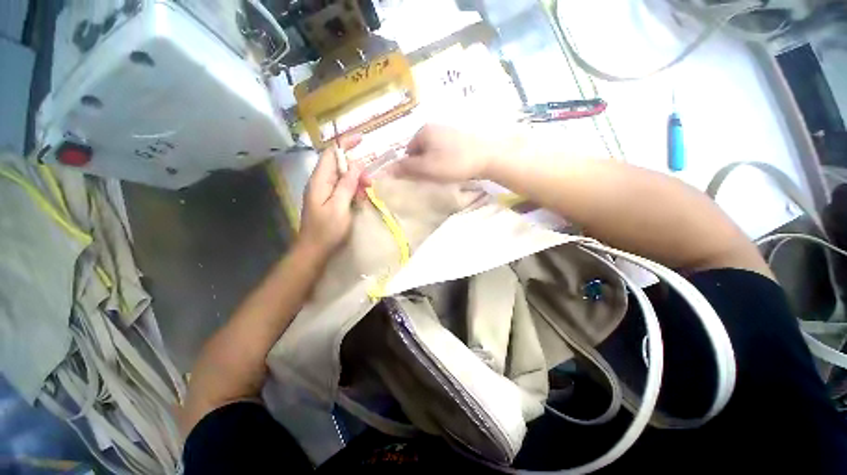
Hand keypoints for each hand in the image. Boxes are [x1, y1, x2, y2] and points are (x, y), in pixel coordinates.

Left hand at [297, 135, 364, 257]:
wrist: (314, 250)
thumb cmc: (327, 230)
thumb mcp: (339, 207)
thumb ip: (347, 184)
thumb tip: (357, 164)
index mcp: (320, 181)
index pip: (331, 153)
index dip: (345, 144)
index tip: (362, 139)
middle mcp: (321, 182)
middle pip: (339, 165)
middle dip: (357, 170)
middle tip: (370, 183)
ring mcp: (325, 192)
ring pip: (344, 177)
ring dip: (357, 182)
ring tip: (366, 194)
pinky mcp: (330, 200)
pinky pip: (343, 188)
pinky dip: (354, 191)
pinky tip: (360, 200)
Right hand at [394, 124, 514, 182]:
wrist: (487, 157)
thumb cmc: (453, 163)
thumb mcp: (426, 168)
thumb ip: (406, 168)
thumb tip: (385, 170)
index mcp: (423, 131)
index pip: (408, 151)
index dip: (412, 167)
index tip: (423, 177)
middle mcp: (434, 127)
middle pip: (420, 151)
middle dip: (423, 165)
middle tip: (434, 176)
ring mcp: (448, 131)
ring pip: (432, 151)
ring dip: (434, 164)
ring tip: (445, 173)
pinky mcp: (459, 137)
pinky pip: (444, 150)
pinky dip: (445, 160)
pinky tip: (453, 167)